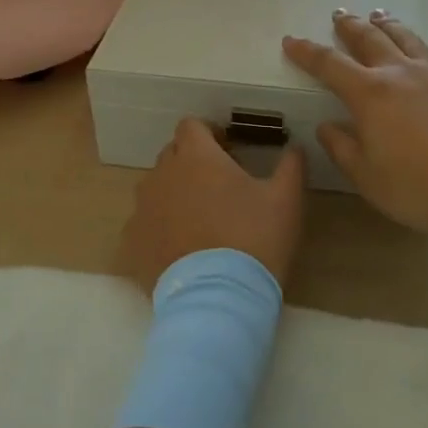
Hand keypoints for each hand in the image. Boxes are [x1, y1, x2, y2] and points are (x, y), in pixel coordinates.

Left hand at [119, 119, 307, 293]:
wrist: (218, 302)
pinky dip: (158, 230)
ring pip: (155, 188)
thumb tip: (296, 148)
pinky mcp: (132, 243)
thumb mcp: (285, 200)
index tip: (226, 150)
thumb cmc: (254, 240)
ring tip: (198, 221)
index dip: (208, 134)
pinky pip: (143, 225)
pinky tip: (178, 251)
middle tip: (217, 187)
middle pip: (172, 154)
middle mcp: (162, 174)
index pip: (191, 126)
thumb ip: (291, 166)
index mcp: (196, 156)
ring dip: (174, 194)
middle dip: (192, 162)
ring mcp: (143, 209)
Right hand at [283, 9, 427, 235]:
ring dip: (390, 25)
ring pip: (407, 38)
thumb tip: (326, 127)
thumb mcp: (368, 178)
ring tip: (380, 14)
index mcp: (368, 94)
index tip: (291, 40)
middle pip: (369, 39)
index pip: (328, 65)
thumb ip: (343, 149)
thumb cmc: (419, 186)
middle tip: (339, 14)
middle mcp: (399, 73)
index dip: (307, 52)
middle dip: (350, 25)